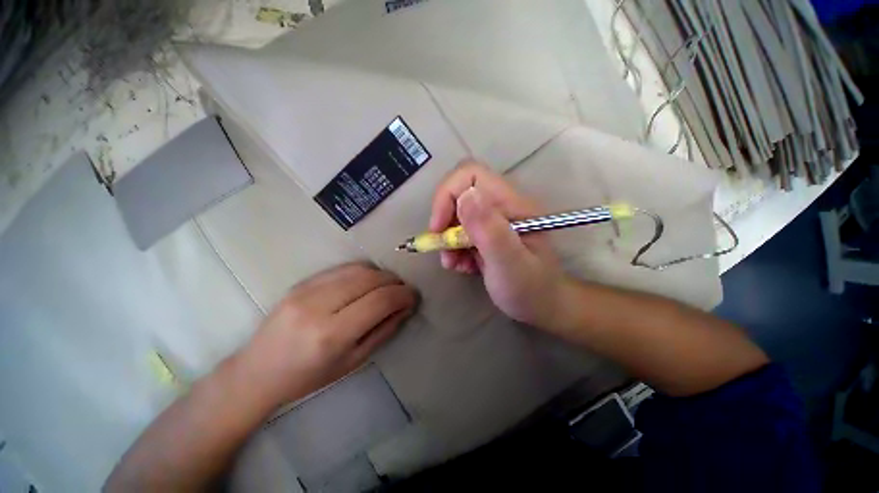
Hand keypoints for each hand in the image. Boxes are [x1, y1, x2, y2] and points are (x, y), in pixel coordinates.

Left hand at [239, 263, 416, 407]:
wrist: (257, 371)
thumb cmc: (308, 377)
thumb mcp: (353, 361)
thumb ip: (384, 330)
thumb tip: (405, 307)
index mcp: (332, 334)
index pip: (380, 301)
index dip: (404, 295)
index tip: (413, 297)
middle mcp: (319, 305)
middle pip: (371, 279)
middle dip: (395, 282)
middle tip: (402, 292)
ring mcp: (307, 289)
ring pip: (359, 268)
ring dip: (381, 274)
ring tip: (387, 286)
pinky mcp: (302, 282)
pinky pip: (343, 268)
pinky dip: (363, 271)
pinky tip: (366, 283)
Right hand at [430, 160, 569, 328]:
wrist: (542, 305)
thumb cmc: (530, 288)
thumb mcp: (510, 263)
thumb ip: (490, 230)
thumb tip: (465, 196)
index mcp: (511, 204)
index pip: (471, 174)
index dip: (448, 194)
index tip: (439, 227)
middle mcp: (501, 205)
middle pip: (458, 193)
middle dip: (445, 221)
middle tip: (445, 249)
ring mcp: (493, 219)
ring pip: (456, 214)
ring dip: (448, 239)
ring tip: (454, 263)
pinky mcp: (486, 233)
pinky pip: (459, 231)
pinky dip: (454, 248)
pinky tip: (463, 265)